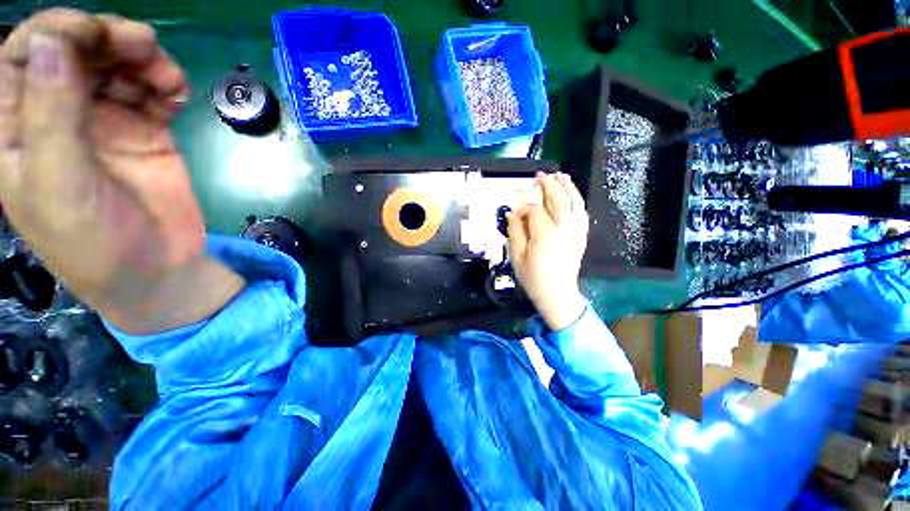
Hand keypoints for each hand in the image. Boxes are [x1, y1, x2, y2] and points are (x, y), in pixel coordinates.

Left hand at [0, 9, 243, 332]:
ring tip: (169, 79)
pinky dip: (166, 86)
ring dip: (144, 61)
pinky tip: (177, 96)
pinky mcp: (145, 134)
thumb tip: (52, 43)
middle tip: (145, 47)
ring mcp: (105, 124)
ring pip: (118, 66)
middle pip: (76, 52)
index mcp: (21, 128)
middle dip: (109, 39)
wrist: (158, 270)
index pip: (24, 56)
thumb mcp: (58, 184)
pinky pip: (152, 94)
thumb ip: (49, 116)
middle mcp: (59, 116)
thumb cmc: (94, 241)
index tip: (96, 34)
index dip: (57, 32)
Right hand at [508, 172, 588, 330]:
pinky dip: (577, 200)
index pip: (535, 211)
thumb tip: (512, 214)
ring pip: (575, 202)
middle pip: (558, 199)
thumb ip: (514, 232)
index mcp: (545, 235)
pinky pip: (582, 212)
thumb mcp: (516, 256)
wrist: (556, 293)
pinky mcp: (581, 235)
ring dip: (567, 186)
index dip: (524, 208)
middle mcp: (564, 229)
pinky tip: (572, 195)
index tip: (515, 213)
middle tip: (540, 176)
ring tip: (560, 175)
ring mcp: (576, 231)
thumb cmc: (533, 277)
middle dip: (548, 185)